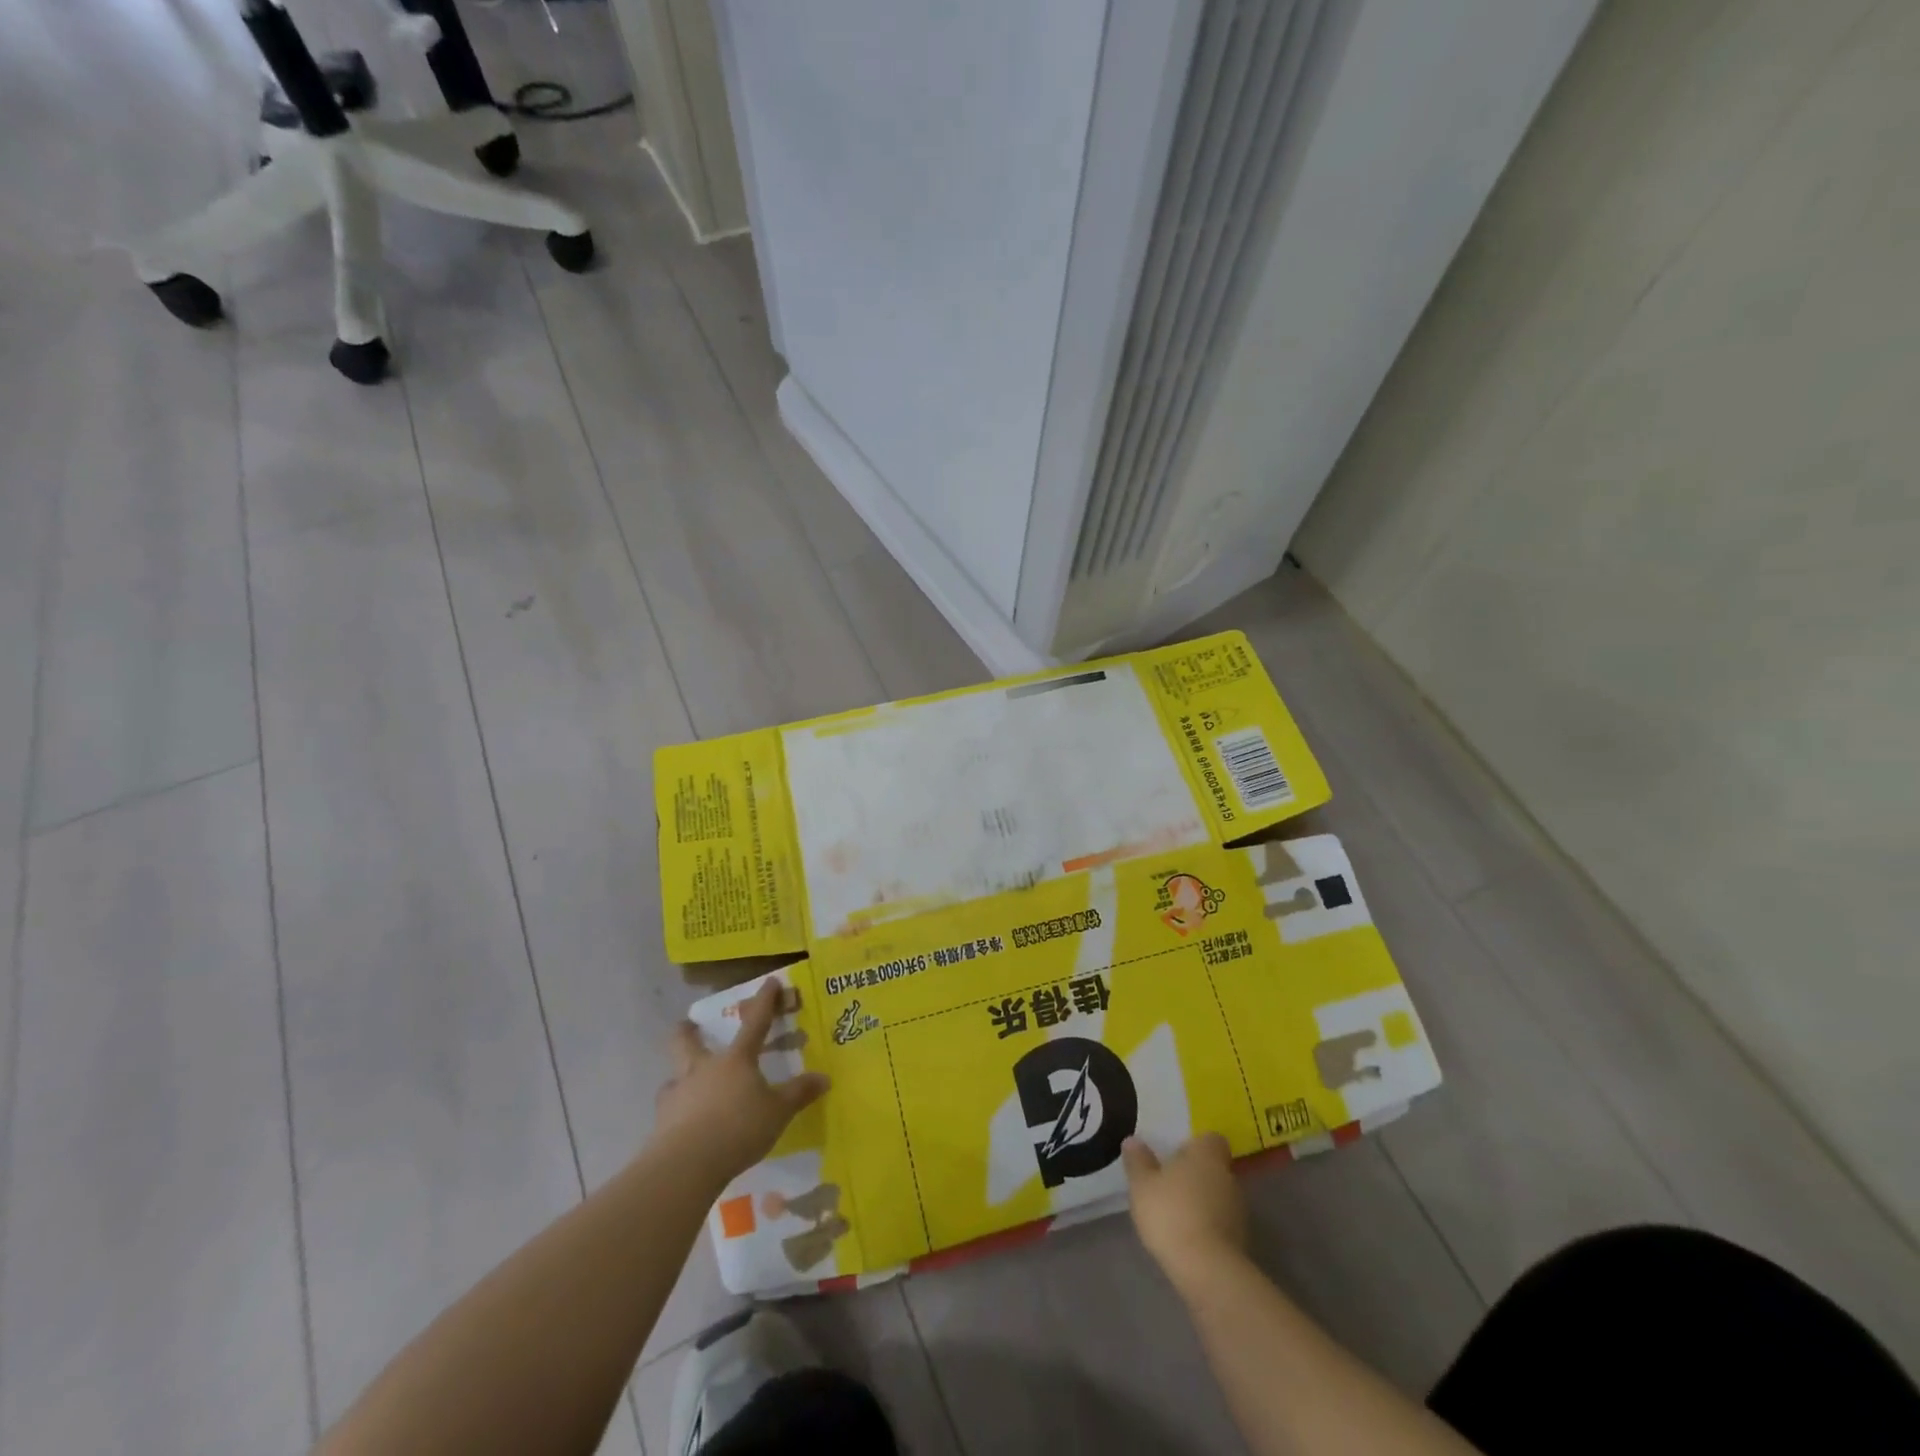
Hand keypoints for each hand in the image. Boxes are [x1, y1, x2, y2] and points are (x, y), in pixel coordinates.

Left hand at [653, 979, 828, 1187]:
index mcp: (736, 1060)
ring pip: (674, 1073)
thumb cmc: (738, 1129)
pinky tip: (683, 1122)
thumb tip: (824, 1078)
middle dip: (688, 1030)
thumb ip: (799, 1093)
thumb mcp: (778, 1112)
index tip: (770, 982)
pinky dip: (676, 1110)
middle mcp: (703, 1069)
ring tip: (689, 1085)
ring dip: (681, 1074)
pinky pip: (669, 1107)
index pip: (755, 1023)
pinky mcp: (661, 1121)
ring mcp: (678, 1093)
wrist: (686, 1165)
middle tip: (689, 1026)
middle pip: (687, 1040)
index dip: (765, 1002)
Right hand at [1123, 1133, 1248, 1291]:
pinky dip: (1208, 1226)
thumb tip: (1133, 1140)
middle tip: (1170, 1184)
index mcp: (1207, 1154)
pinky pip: (1222, 1223)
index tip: (1175, 1154)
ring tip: (1177, 1214)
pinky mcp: (1241, 1241)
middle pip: (1214, 1167)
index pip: (1210, 1139)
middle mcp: (1228, 1176)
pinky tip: (1188, 1237)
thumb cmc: (1171, 1214)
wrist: (1207, 1271)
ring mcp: (1239, 1210)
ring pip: (1219, 1196)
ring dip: (1203, 1201)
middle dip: (1196, 1174)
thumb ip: (1138, 1161)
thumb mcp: (1142, 1184)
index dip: (1195, 1145)